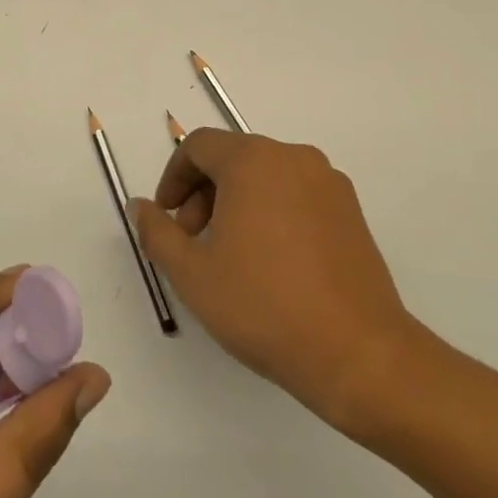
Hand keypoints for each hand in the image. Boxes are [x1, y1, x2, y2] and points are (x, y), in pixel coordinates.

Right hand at [132, 131, 418, 435]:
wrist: (357, 351)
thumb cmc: (263, 305)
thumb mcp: (191, 272)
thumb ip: (156, 232)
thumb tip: (140, 206)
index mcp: (253, 161)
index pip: (199, 146)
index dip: (173, 177)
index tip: (167, 217)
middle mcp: (294, 158)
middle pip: (234, 157)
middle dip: (203, 193)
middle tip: (193, 240)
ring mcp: (329, 183)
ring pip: (266, 176)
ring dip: (236, 203)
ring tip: (229, 254)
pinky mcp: (352, 211)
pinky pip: (297, 194)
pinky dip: (271, 211)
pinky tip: (269, 261)